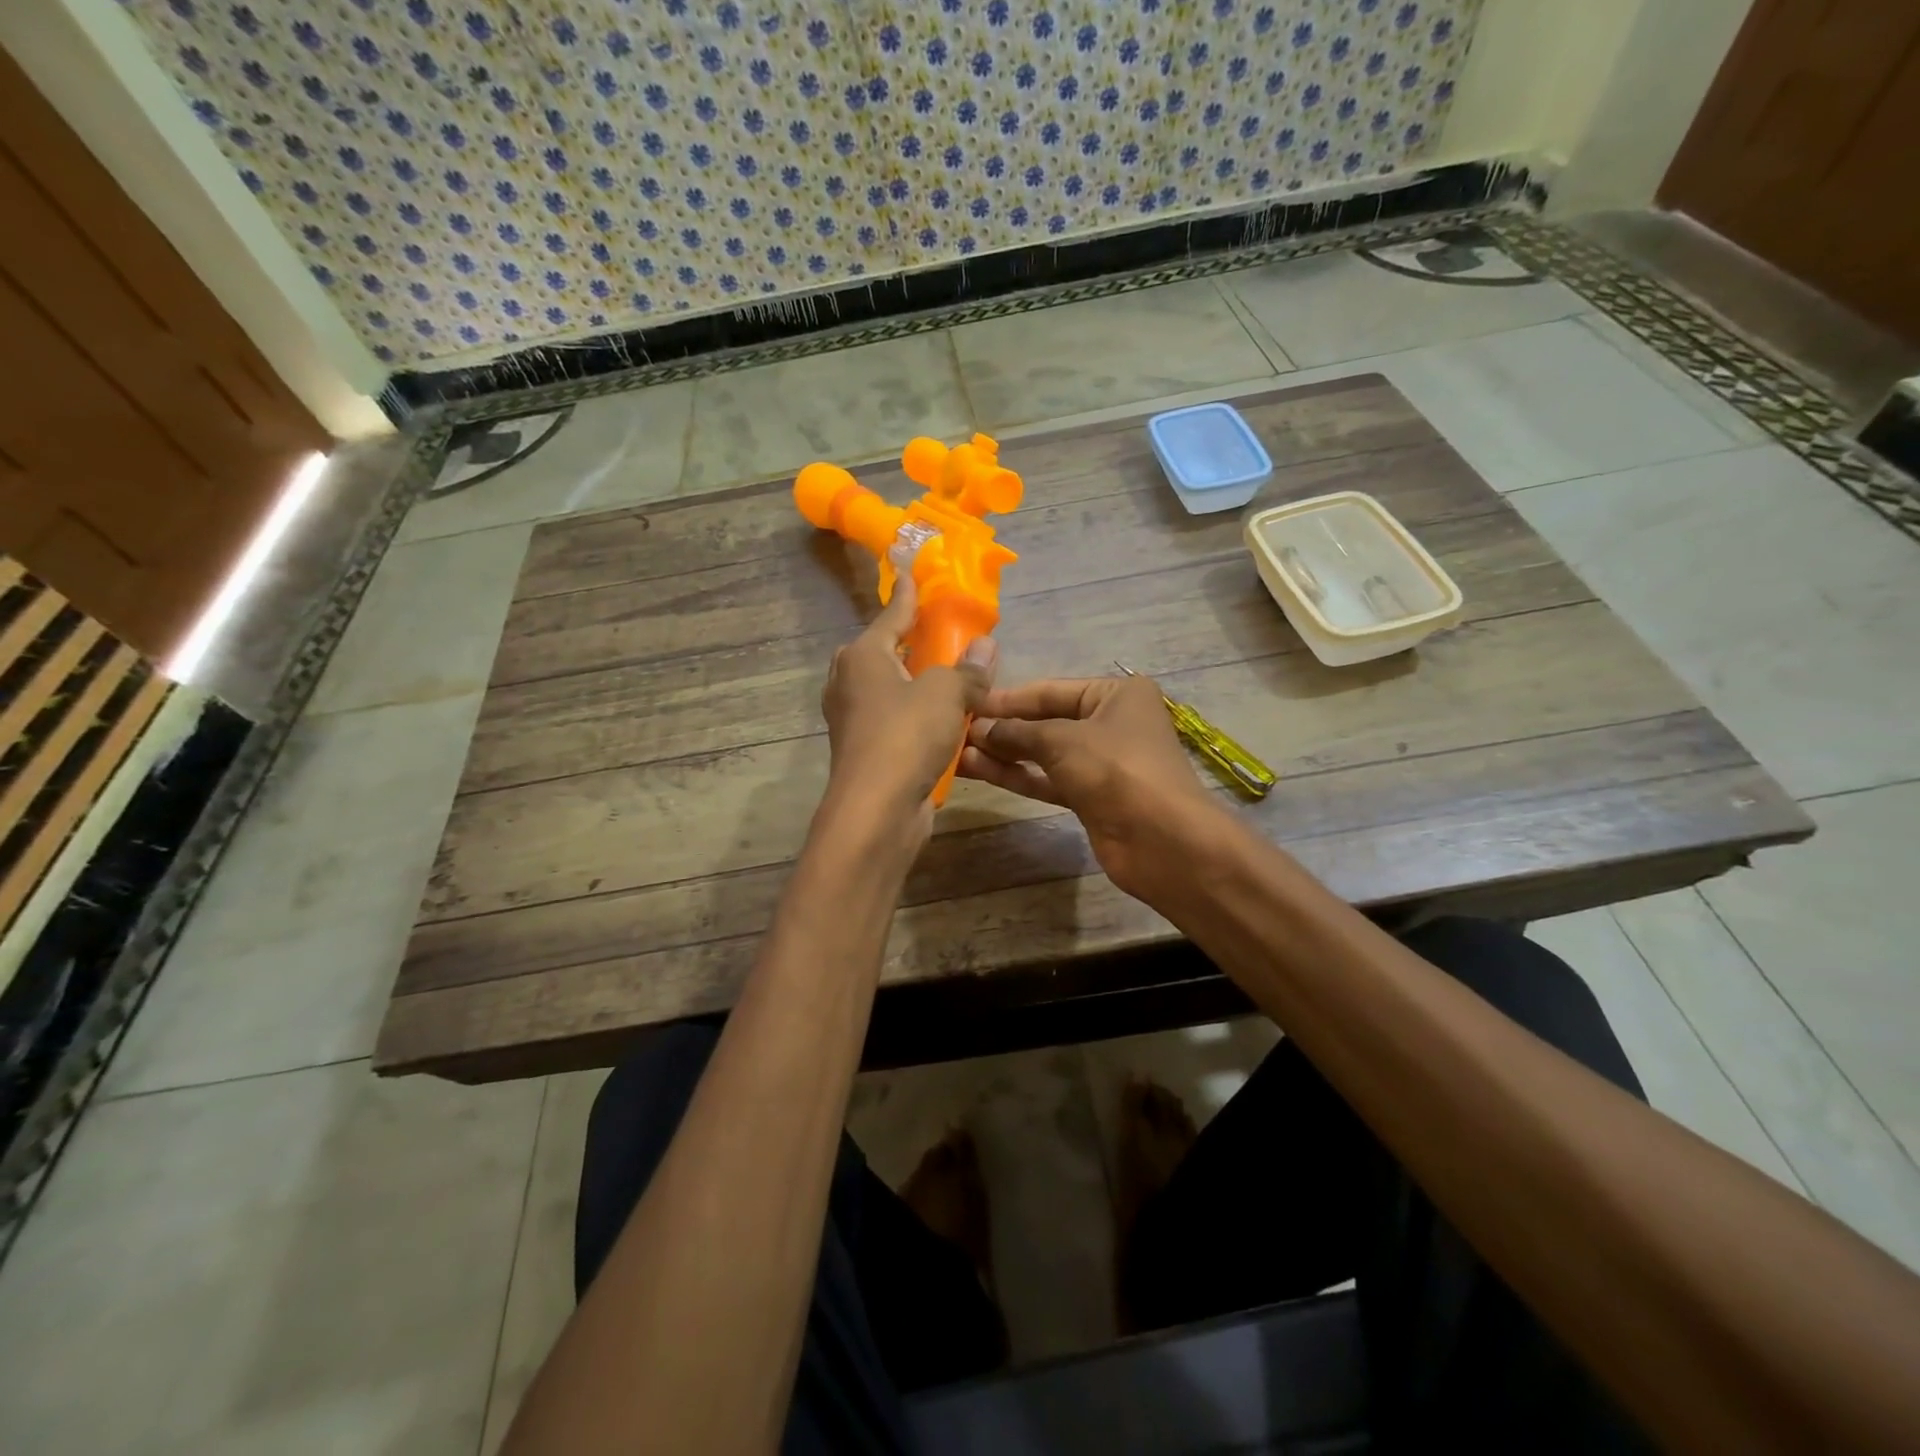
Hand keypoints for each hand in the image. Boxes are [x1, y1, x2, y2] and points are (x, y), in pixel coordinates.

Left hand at [820, 571, 994, 839]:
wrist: (876, 810)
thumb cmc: (906, 737)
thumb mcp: (947, 694)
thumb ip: (968, 669)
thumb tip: (986, 645)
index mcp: (863, 656)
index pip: (892, 615)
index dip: (907, 595)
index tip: (911, 572)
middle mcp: (850, 683)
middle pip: (882, 651)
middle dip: (907, 640)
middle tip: (936, 632)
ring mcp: (853, 719)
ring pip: (888, 688)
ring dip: (915, 681)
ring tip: (948, 676)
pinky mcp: (865, 750)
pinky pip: (894, 719)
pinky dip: (915, 714)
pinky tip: (942, 719)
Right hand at [958, 673, 1220, 896]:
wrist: (1162, 841)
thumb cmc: (1116, 770)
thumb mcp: (1062, 741)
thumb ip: (1017, 732)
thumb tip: (979, 730)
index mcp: (1116, 694)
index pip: (1051, 690)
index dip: (1008, 698)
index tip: (967, 702)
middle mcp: (1110, 722)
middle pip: (1046, 721)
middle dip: (1004, 728)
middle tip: (957, 731)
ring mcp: (1101, 762)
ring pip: (1044, 753)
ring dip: (1005, 753)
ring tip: (960, 752)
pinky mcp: (1091, 796)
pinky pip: (1048, 779)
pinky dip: (1019, 775)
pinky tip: (981, 771)